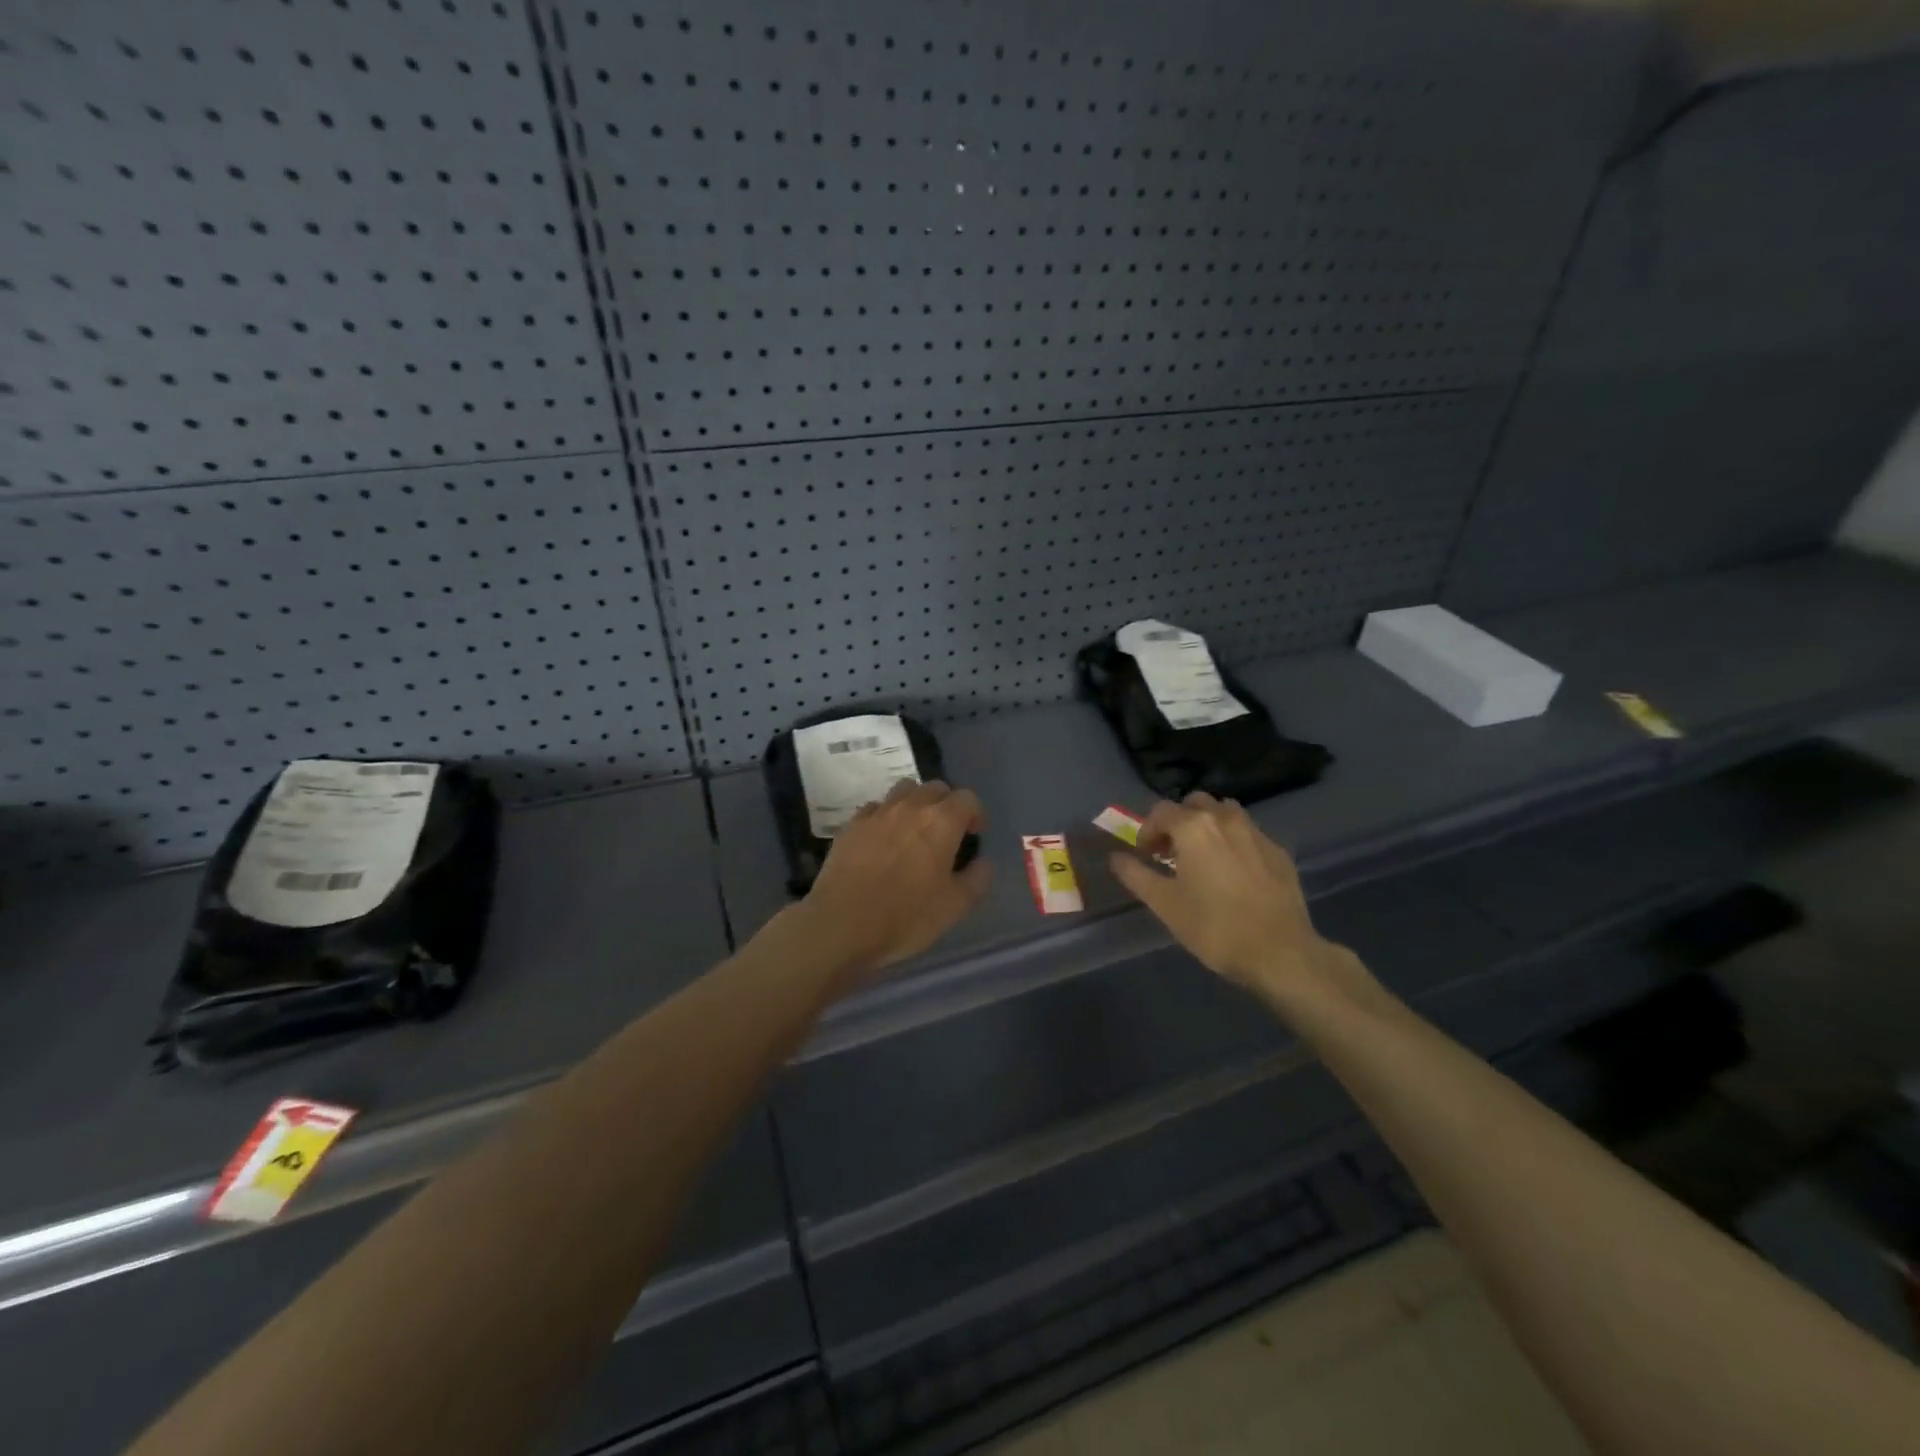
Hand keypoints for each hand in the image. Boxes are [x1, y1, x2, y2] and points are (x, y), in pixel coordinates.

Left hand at [795, 779, 991, 980]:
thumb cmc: (905, 917)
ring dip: (915, 803)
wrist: (841, 924)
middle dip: (946, 805)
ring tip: (913, 831)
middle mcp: (910, 807)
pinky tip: (882, 841)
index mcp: (941, 822)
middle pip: (935, 788)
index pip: (967, 799)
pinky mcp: (851, 824)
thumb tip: (983, 862)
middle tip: (945, 834)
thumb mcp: (954, 907)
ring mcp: (877, 813)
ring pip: (904, 790)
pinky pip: (875, 808)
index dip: (975, 814)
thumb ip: (977, 879)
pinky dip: (885, 817)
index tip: (972, 836)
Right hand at [1109, 792, 1376, 1015]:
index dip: (1147, 831)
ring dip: (1208, 826)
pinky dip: (1234, 842)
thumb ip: (1135, 874)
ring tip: (1203, 858)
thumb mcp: (1164, 904)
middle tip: (1172, 852)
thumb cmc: (1213, 927)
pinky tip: (1234, 874)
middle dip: (1179, 821)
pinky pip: (1249, 834)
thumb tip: (1115, 857)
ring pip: (1226, 813)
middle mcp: (1226, 819)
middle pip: (1195, 804)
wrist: (1279, 952)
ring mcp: (1257, 833)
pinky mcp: (1279, 852)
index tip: (1145, 856)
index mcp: (1194, 827)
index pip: (1161, 811)